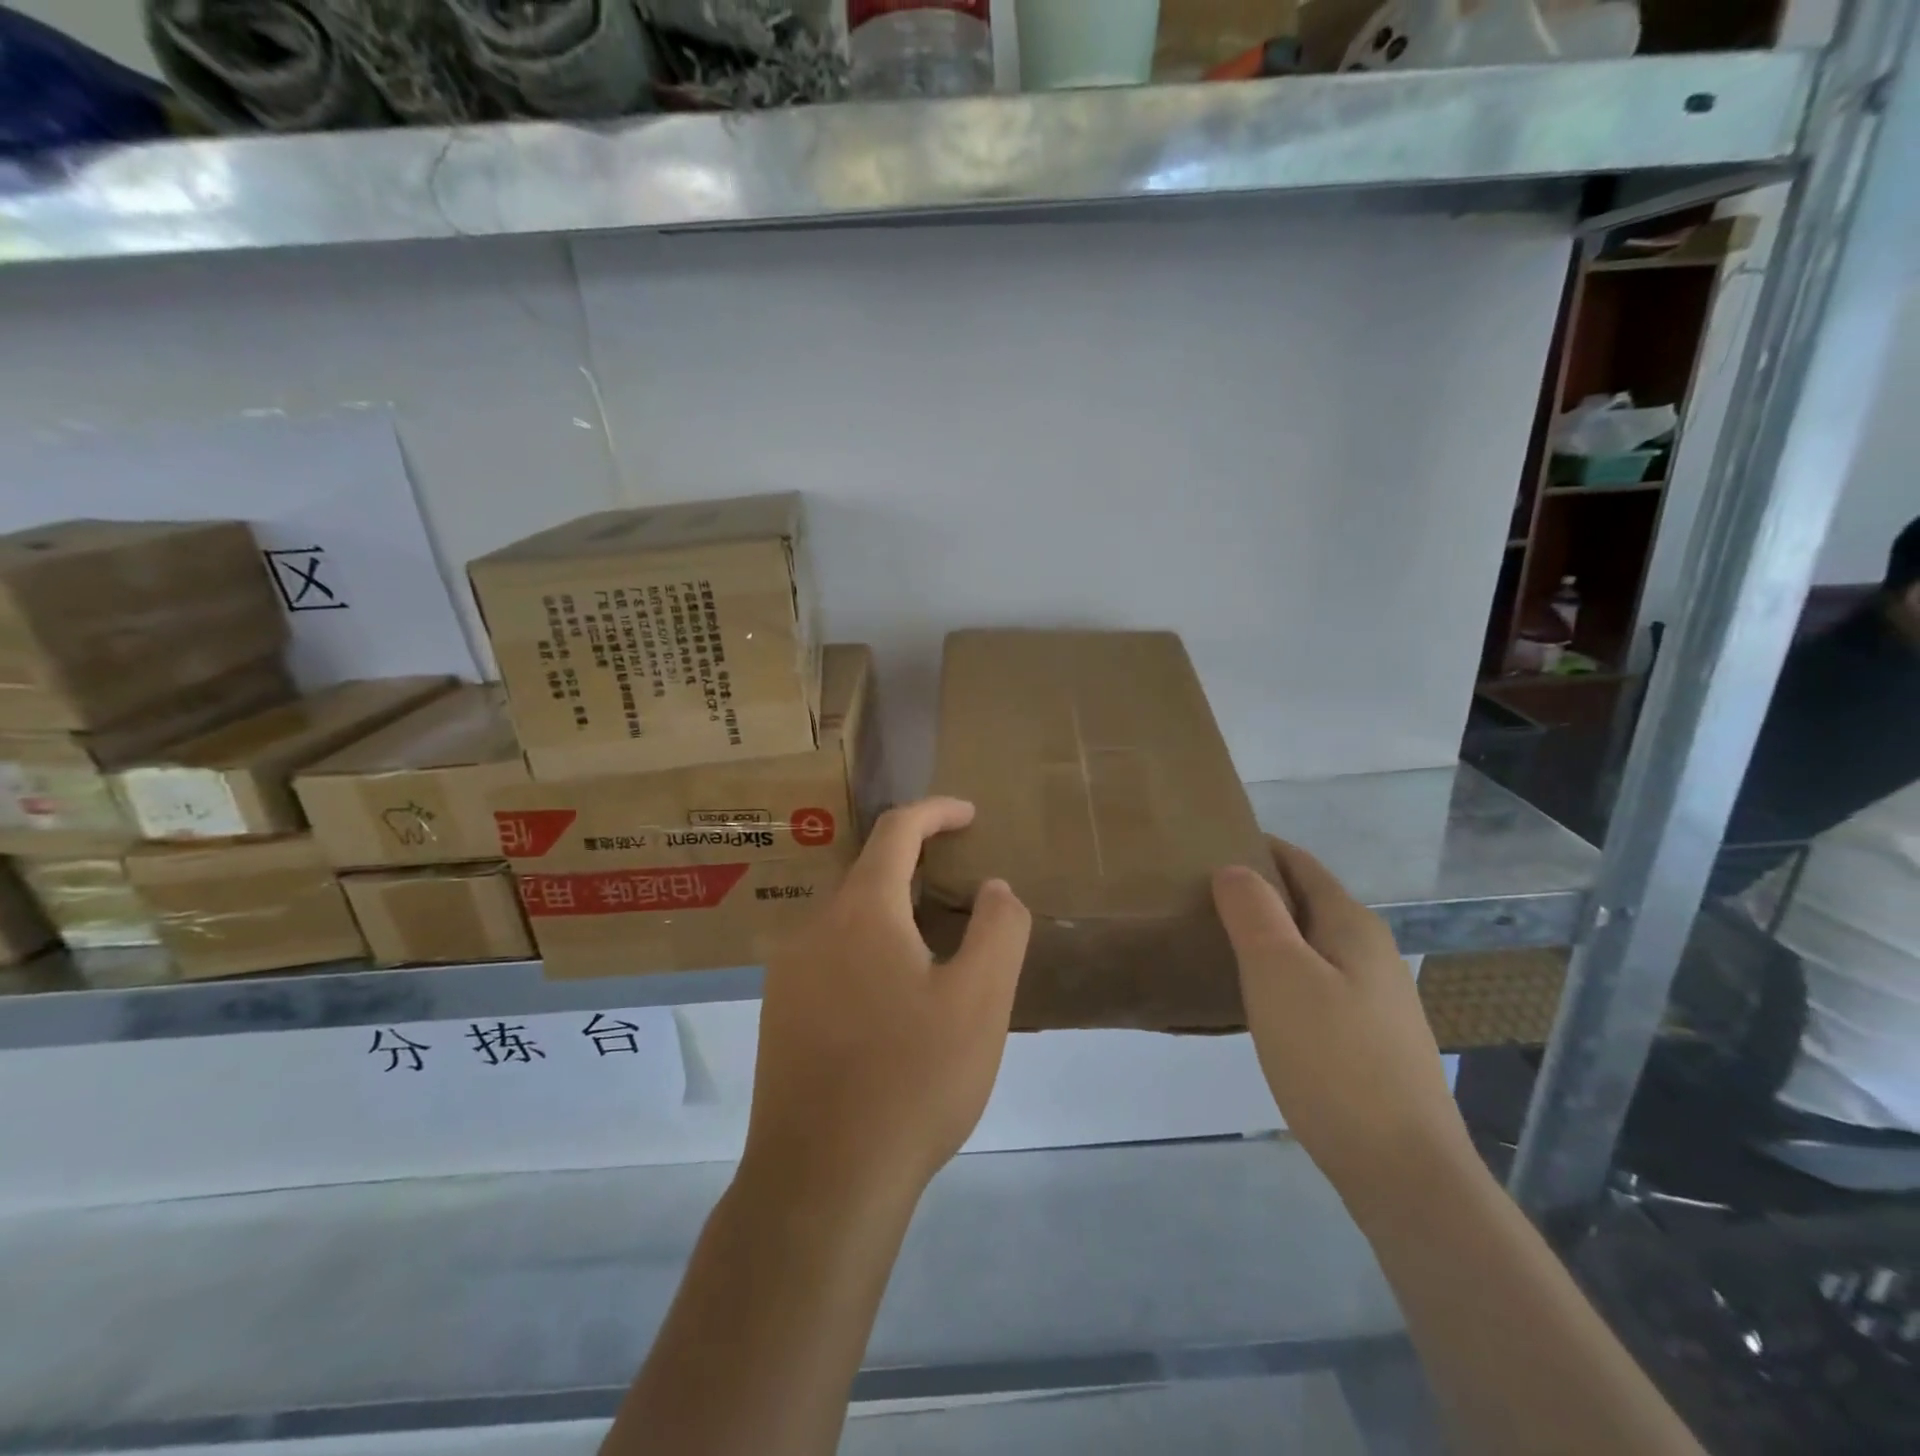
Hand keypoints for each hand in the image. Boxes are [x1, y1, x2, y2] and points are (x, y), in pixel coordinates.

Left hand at [743, 797, 1032, 1212]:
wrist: (821, 1183)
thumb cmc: (912, 1080)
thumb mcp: (981, 1000)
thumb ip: (998, 929)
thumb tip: (994, 888)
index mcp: (861, 911)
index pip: (897, 831)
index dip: (936, 812)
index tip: (970, 815)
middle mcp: (814, 928)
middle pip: (870, 875)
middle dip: (918, 869)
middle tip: (963, 895)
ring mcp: (788, 974)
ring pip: (849, 921)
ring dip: (894, 917)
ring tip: (937, 954)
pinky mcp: (778, 1016)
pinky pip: (831, 959)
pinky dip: (869, 953)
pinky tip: (893, 1005)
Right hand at [1213, 837, 1474, 1213]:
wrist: (1403, 1171)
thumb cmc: (1333, 1059)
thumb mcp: (1279, 974)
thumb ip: (1254, 913)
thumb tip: (1235, 869)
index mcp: (1351, 925)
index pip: (1301, 864)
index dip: (1259, 848)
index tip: (1208, 844)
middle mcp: (1370, 952)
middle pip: (1306, 902)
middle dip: (1258, 891)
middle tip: (1198, 895)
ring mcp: (1374, 999)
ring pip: (1310, 945)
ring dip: (1267, 934)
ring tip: (1215, 941)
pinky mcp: (1368, 1039)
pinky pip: (1315, 983)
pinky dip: (1280, 973)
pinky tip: (1254, 999)